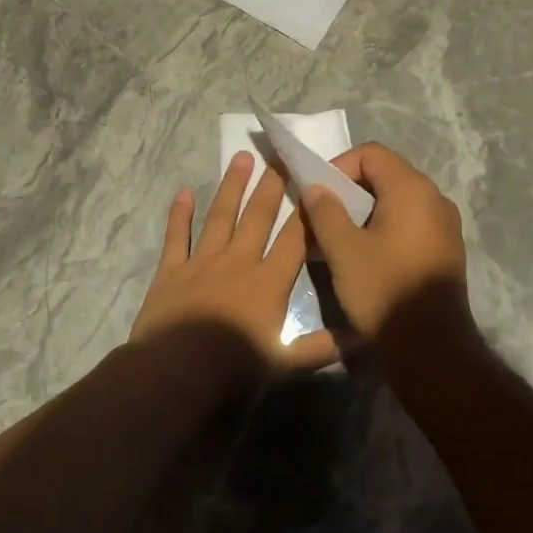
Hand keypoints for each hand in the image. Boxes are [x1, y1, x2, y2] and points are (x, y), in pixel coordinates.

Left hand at [129, 153, 338, 381]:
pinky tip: (184, 192)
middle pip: (258, 216)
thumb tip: (362, 338)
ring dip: (232, 186)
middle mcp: (238, 262)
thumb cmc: (233, 371)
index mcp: (268, 282)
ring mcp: (202, 262)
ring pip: (220, 216)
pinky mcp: (171, 270)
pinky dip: (180, 213)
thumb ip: (321, 348)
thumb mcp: (285, 365)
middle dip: (271, 186)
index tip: (314, 184)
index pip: (293, 239)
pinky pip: (177, 235)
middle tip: (279, 156)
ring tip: (241, 157)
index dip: (306, 212)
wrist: (175, 375)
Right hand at [301, 142, 471, 337]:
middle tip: (322, 217)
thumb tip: (316, 187)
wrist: (431, 349)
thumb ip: (325, 211)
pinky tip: (363, 256)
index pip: (371, 154)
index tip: (317, 195)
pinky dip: (383, 229)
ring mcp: (444, 225)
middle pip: (384, 175)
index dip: (339, 166)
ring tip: (337, 239)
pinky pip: (409, 224)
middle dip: (348, 191)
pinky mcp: (445, 249)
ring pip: (395, 202)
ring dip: (363, 212)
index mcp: (412, 190)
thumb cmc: (384, 292)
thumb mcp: (343, 250)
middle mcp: (434, 199)